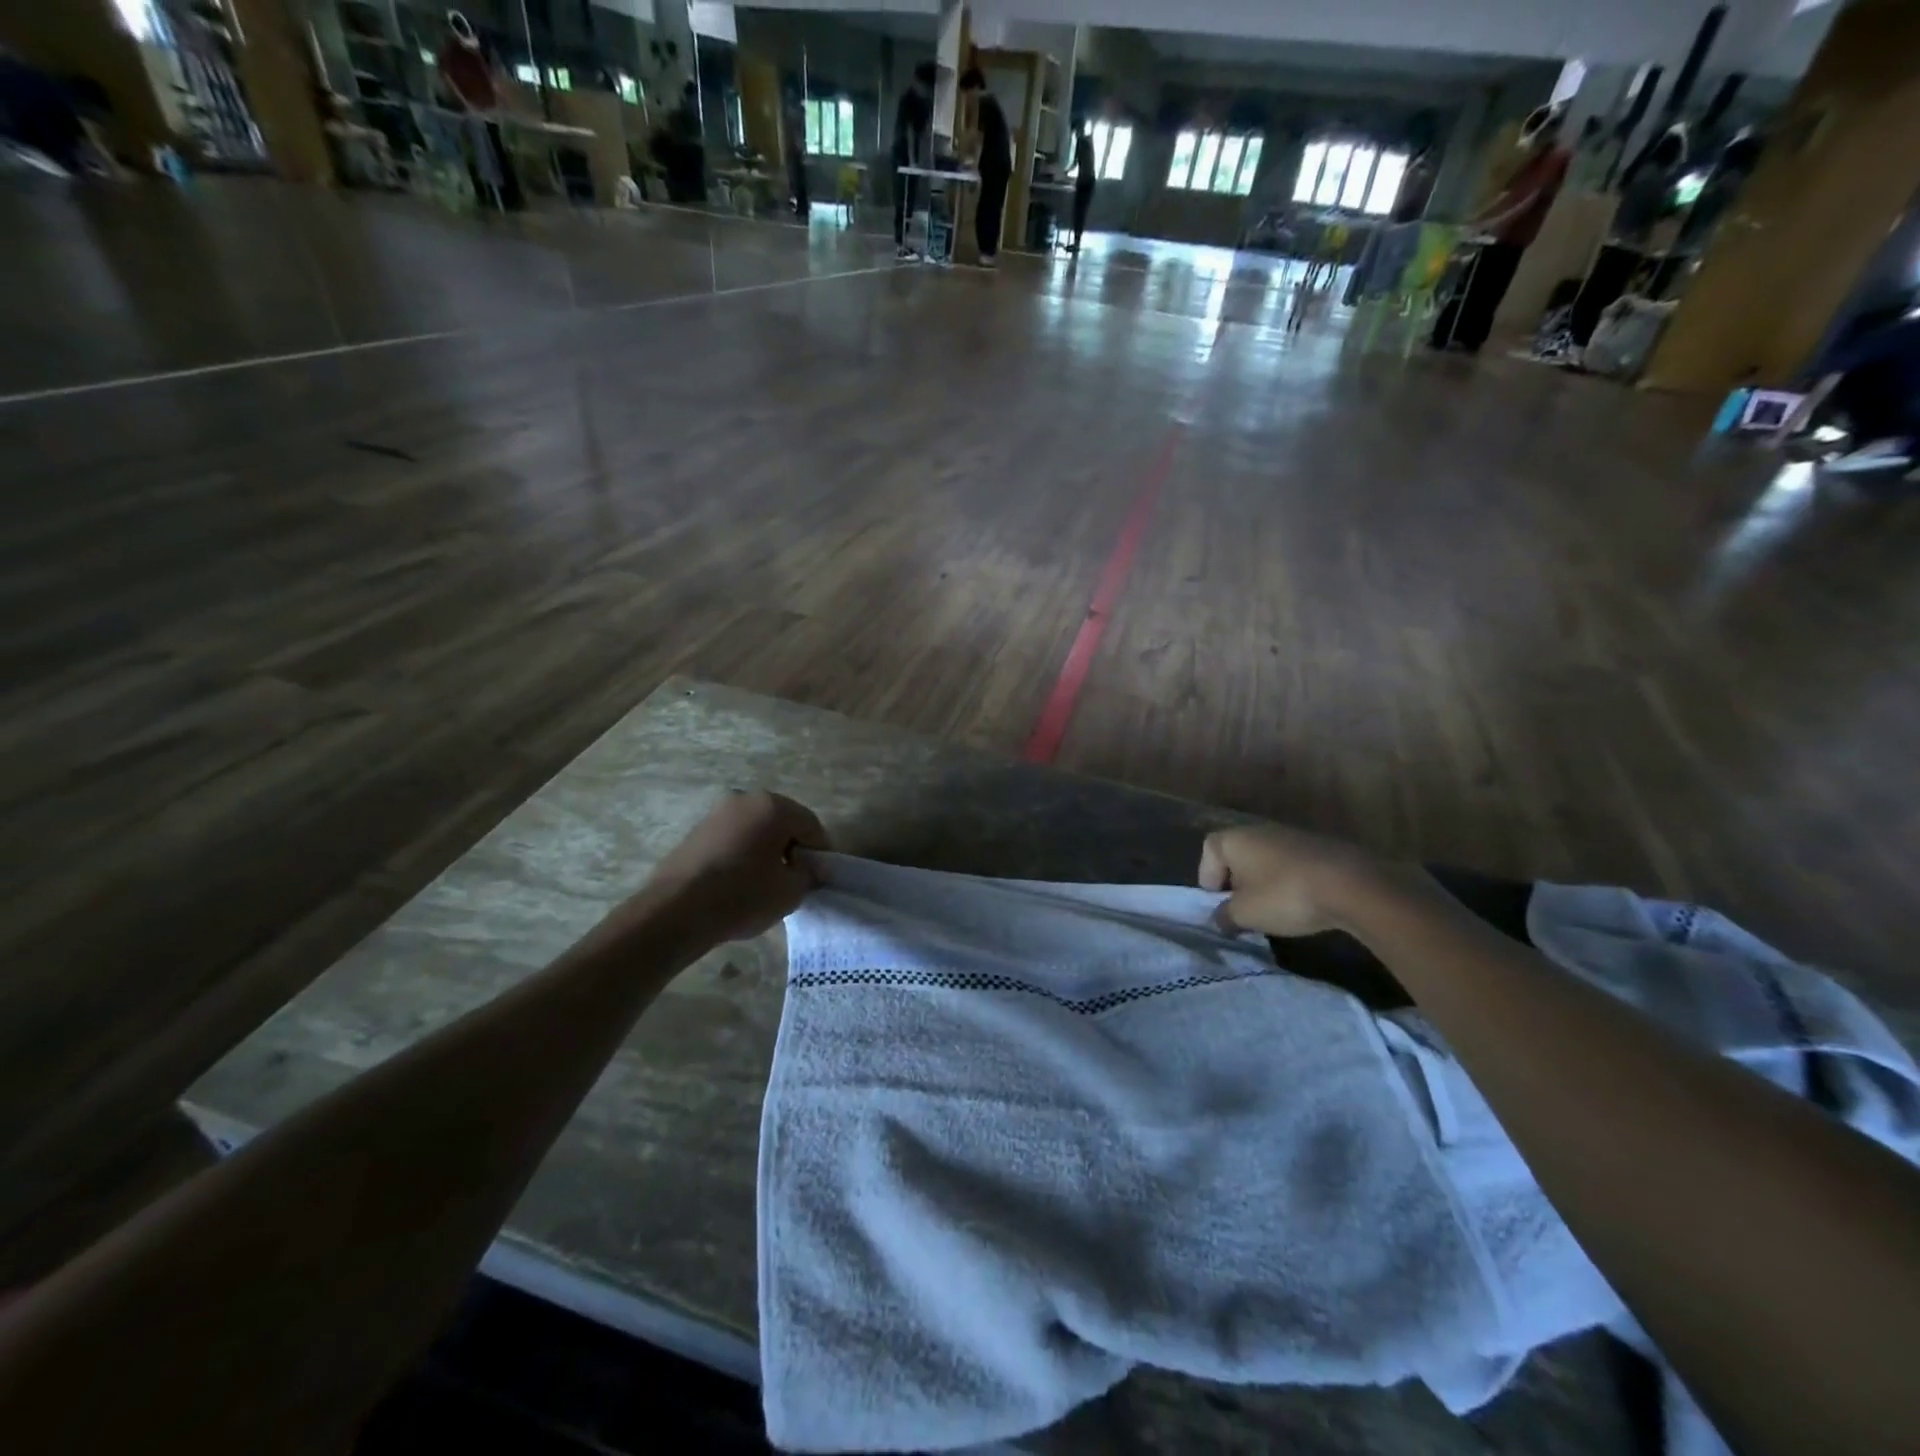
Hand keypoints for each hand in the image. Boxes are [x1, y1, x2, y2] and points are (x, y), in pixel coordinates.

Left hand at [638, 791, 830, 944]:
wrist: (676, 910)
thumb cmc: (743, 896)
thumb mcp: (790, 891)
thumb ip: (810, 874)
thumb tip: (814, 867)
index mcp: (773, 806)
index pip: (811, 825)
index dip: (821, 853)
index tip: (819, 878)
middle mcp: (746, 799)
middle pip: (783, 822)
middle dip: (793, 847)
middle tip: (794, 879)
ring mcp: (718, 812)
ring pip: (757, 829)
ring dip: (767, 849)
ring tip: (766, 882)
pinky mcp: (697, 830)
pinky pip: (734, 837)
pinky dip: (744, 852)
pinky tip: (740, 880)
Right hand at [1198, 823, 1387, 937]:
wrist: (1351, 886)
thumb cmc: (1284, 896)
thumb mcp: (1246, 914)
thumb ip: (1225, 916)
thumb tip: (1220, 918)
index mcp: (1234, 839)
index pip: (1208, 850)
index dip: (1207, 876)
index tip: (1217, 902)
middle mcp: (1259, 830)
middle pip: (1237, 854)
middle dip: (1235, 881)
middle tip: (1241, 909)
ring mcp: (1292, 836)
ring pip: (1266, 859)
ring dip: (1263, 882)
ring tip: (1272, 910)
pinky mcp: (1319, 847)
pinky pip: (1291, 864)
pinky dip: (1288, 882)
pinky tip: (1300, 904)